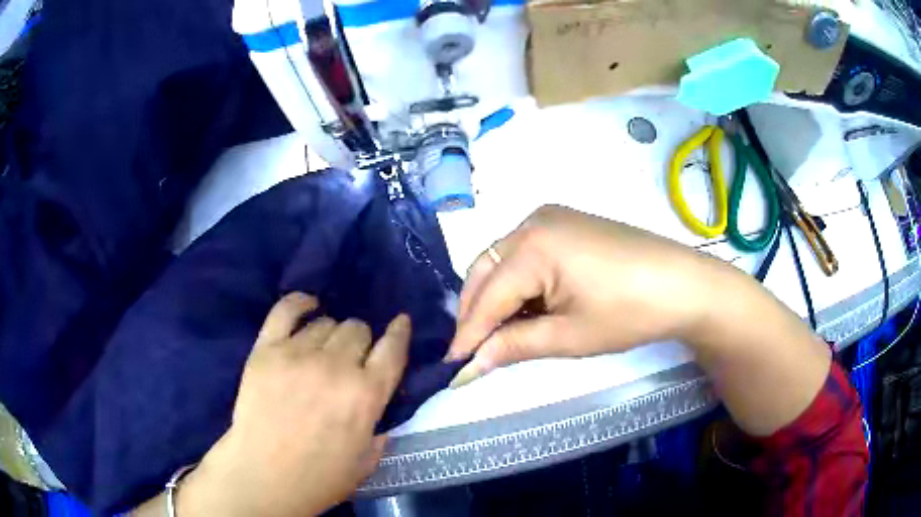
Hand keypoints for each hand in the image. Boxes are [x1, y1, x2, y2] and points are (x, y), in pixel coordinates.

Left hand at [177, 293, 409, 516]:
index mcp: (366, 395)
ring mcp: (298, 354)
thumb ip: (381, 431)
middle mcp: (336, 367)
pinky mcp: (266, 349)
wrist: (263, 475)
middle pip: (358, 329)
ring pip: (326, 322)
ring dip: (331, 334)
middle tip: (350, 359)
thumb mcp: (366, 462)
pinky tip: (308, 305)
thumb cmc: (319, 476)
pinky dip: (300, 302)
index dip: (399, 332)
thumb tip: (380, 411)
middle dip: (361, 341)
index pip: (393, 348)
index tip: (400, 322)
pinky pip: (286, 309)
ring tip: (323, 349)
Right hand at [448, 205, 719, 383]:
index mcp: (532, 245)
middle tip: (473, 352)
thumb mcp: (568, 336)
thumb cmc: (629, 313)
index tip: (452, 365)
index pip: (486, 296)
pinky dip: (517, 282)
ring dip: (495, 297)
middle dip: (476, 313)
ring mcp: (550, 217)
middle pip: (486, 271)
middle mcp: (533, 221)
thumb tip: (469, 365)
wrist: (684, 285)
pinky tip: (526, 308)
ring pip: (502, 261)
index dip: (468, 334)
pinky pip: (524, 253)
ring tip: (499, 334)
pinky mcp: (566, 223)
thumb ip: (513, 346)